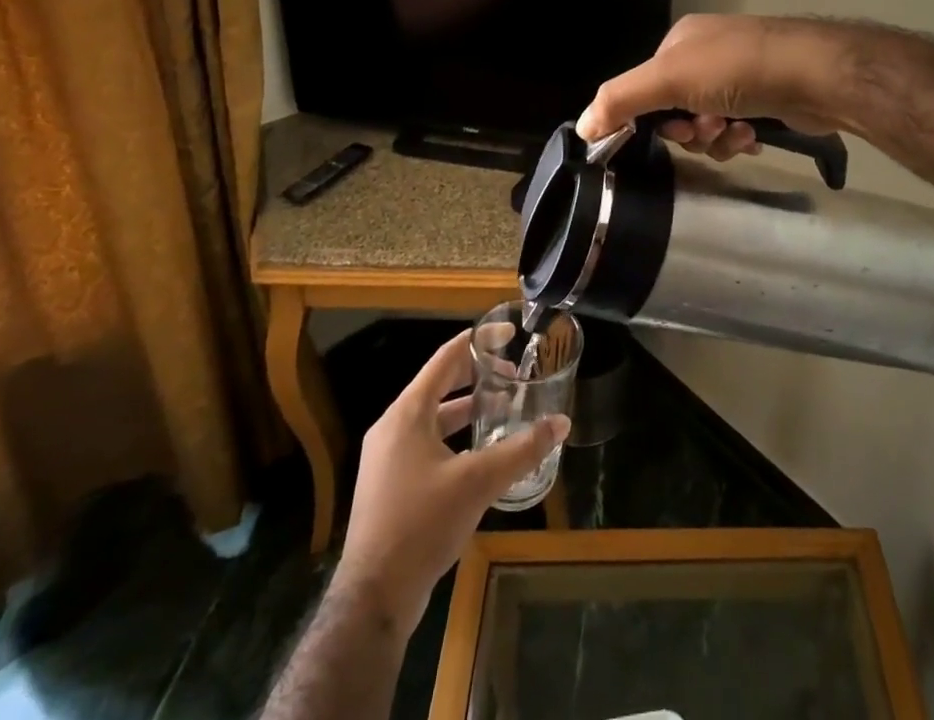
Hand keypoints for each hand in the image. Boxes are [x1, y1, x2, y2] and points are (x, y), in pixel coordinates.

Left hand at [332, 332, 569, 636]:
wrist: (372, 599)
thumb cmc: (421, 525)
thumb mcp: (478, 483)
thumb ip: (521, 450)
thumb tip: (561, 423)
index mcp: (408, 414)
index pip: (446, 359)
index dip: (478, 342)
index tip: (509, 334)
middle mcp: (392, 427)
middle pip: (438, 384)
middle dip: (476, 376)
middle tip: (513, 375)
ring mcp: (387, 458)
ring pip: (433, 417)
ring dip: (467, 409)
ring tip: (502, 410)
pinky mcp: (389, 485)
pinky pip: (426, 443)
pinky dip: (454, 436)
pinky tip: (479, 454)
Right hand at [575, 13, 849, 158]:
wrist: (814, 74)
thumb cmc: (736, 69)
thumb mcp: (668, 79)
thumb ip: (620, 100)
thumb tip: (581, 127)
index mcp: (681, 41)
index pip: (647, 87)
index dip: (653, 117)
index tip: (672, 131)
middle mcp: (709, 54)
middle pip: (677, 110)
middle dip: (690, 130)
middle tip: (707, 130)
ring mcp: (741, 75)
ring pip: (707, 125)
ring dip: (716, 138)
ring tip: (737, 133)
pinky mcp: (767, 98)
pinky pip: (736, 129)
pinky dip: (739, 139)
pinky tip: (753, 137)